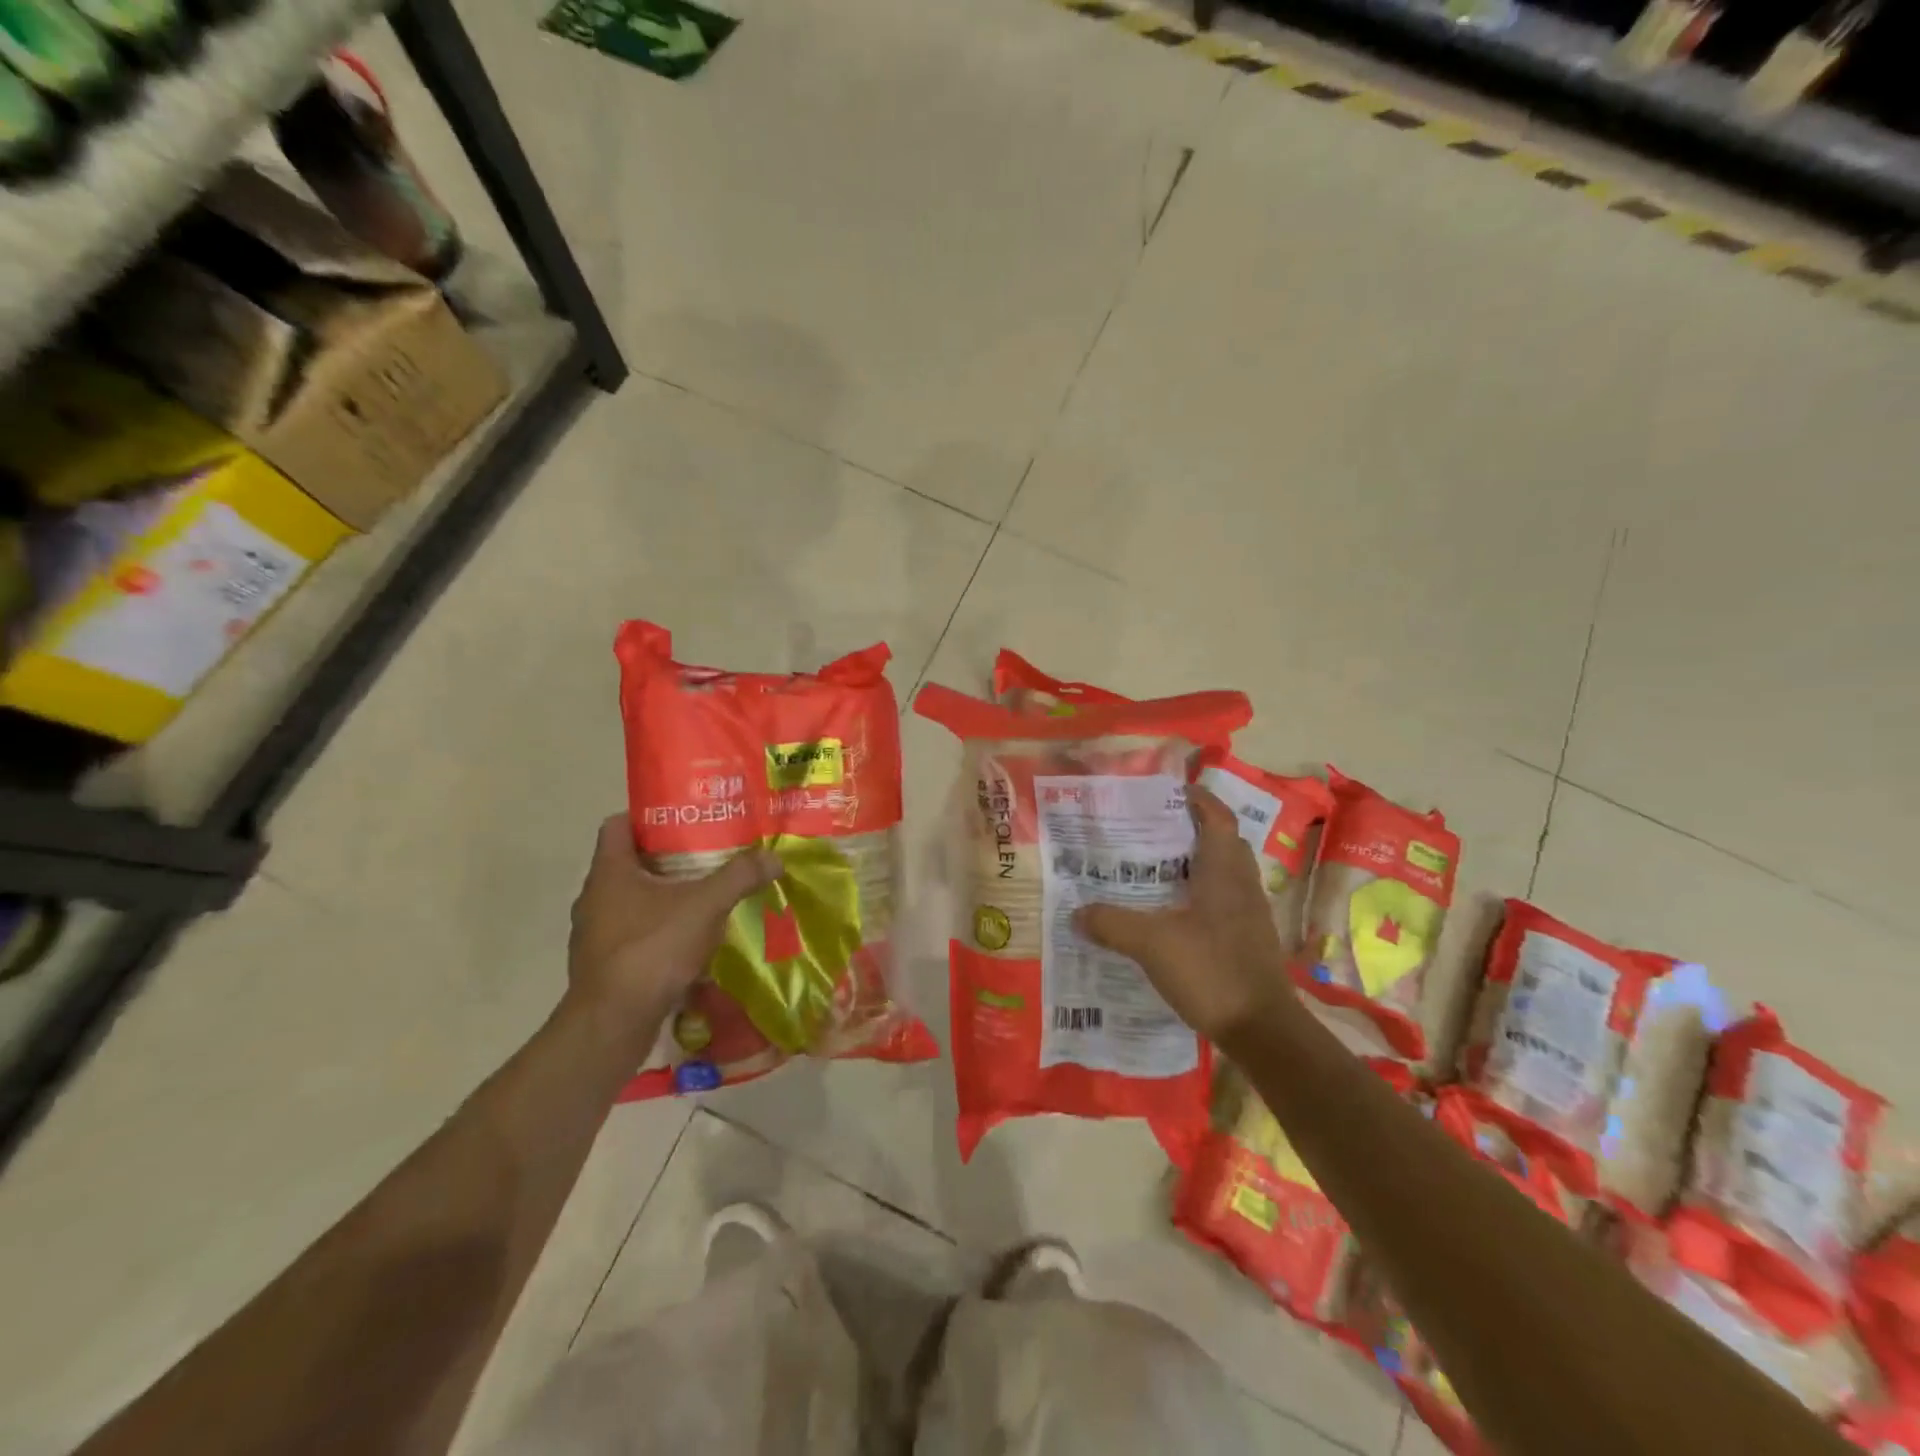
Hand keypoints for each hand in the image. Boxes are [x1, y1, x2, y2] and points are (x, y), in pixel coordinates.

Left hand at [568, 815, 781, 1036]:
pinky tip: (689, 939)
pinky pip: (633, 932)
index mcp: (609, 871)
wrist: (612, 1024)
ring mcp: (595, 933)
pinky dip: (659, 929)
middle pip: (630, 862)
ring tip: (704, 895)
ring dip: (664, 896)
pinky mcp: (604, 964)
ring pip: (632, 900)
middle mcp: (595, 896)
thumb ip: (739, 877)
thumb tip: (774, 857)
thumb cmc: (652, 950)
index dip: (648, 816)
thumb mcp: (705, 906)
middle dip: (668, 857)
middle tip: (708, 853)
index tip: (685, 818)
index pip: (618, 824)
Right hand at [1074, 786, 1293, 1044]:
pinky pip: (1224, 902)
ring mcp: (1250, 915)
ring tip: (1156, 869)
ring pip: (1225, 874)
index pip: (1217, 818)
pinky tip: (1174, 914)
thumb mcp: (1151, 944)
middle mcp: (1242, 885)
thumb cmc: (1211, 971)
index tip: (1169, 791)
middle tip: (1154, 830)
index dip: (1198, 799)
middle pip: (1223, 842)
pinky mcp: (1250, 941)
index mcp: (1223, 872)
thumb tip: (1077, 912)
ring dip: (1197, 864)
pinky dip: (1201, 896)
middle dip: (1193, 830)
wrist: (1262, 1030)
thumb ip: (1112, 924)